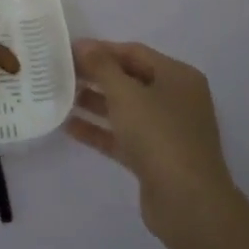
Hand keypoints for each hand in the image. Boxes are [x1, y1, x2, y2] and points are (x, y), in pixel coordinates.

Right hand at [68, 40, 234, 242]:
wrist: (188, 203)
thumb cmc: (159, 135)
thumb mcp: (126, 94)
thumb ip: (101, 66)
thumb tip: (82, 44)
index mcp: (178, 77)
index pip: (134, 52)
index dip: (101, 49)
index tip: (68, 51)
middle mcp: (175, 99)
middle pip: (129, 79)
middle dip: (96, 76)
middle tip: (60, 73)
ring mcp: (166, 131)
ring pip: (125, 109)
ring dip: (94, 102)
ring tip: (59, 97)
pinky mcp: (155, 158)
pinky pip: (122, 136)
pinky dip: (99, 130)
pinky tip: (69, 126)